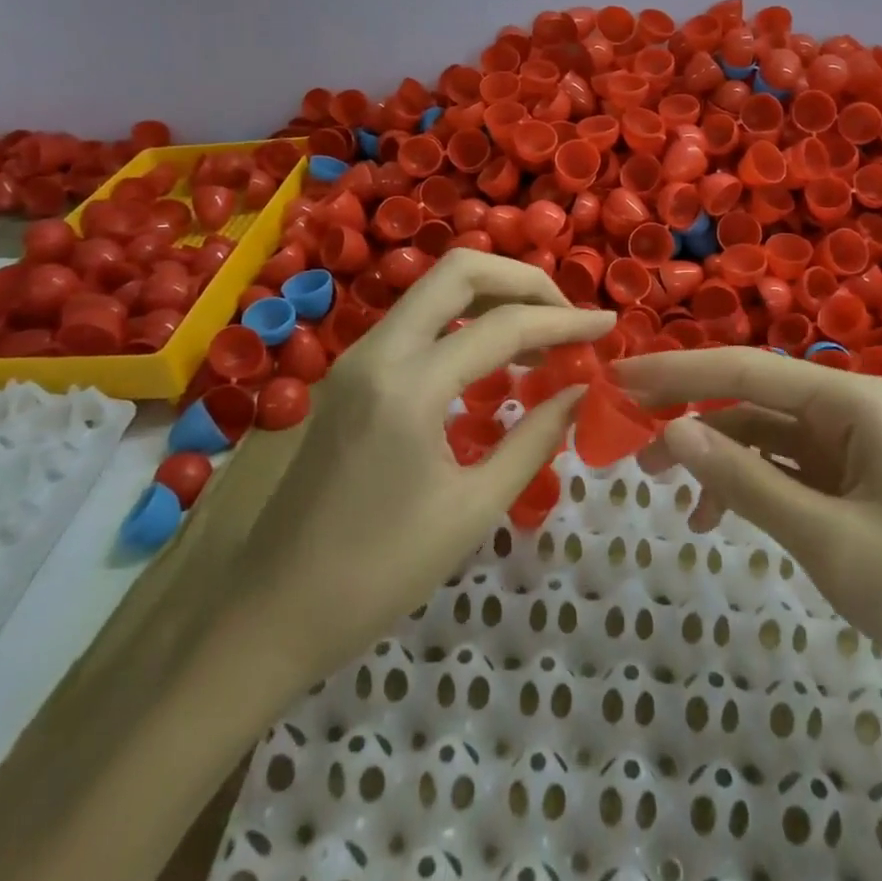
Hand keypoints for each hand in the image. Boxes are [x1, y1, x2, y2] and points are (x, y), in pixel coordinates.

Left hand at [236, 249, 614, 687]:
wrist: (273, 611)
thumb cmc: (379, 573)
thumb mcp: (473, 509)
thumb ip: (535, 439)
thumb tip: (580, 391)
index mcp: (409, 386)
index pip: (503, 326)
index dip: (564, 321)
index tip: (608, 326)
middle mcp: (378, 350)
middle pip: (460, 269)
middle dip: (523, 280)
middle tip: (566, 315)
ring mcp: (357, 356)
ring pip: (435, 287)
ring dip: (493, 295)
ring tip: (541, 334)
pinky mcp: (350, 373)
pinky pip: (417, 320)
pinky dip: (464, 319)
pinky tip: (493, 356)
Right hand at [615, 347, 881, 719]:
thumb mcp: (828, 541)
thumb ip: (745, 481)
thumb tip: (668, 433)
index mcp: (853, 400)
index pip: (745, 370)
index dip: (676, 373)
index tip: (616, 381)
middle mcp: (851, 408)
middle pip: (750, 396)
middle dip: (687, 413)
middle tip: (625, 439)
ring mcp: (854, 444)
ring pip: (763, 433)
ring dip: (713, 455)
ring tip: (660, 488)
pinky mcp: (855, 479)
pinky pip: (786, 467)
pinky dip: (747, 483)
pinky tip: (716, 516)